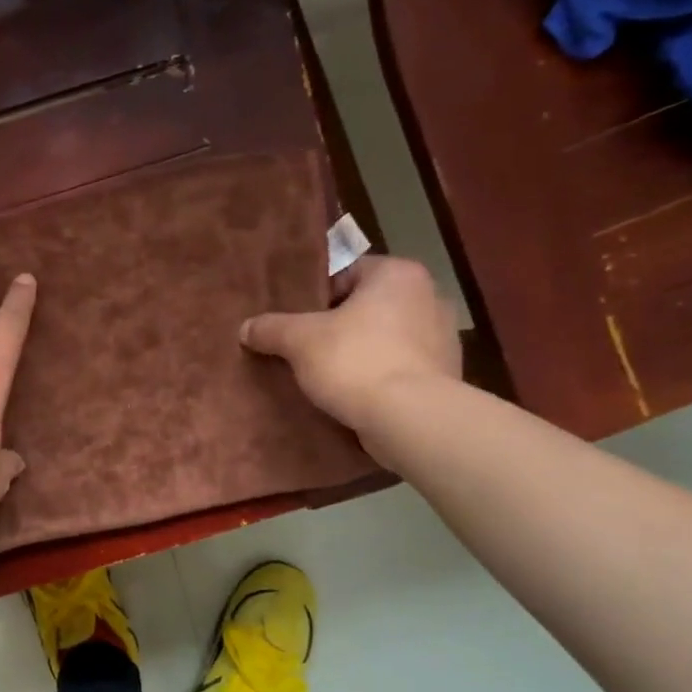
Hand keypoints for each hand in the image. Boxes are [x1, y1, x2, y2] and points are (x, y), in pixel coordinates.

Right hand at [240, 256, 460, 443]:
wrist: (410, 420)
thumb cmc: (356, 361)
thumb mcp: (299, 341)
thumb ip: (271, 328)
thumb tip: (245, 328)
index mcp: (398, 274)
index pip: (348, 271)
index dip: (316, 295)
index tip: (297, 318)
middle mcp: (429, 296)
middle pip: (367, 305)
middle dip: (339, 324)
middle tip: (306, 345)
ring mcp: (444, 337)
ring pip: (386, 337)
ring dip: (361, 350)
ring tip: (328, 373)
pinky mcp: (445, 375)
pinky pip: (402, 366)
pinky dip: (380, 375)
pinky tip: (355, 394)